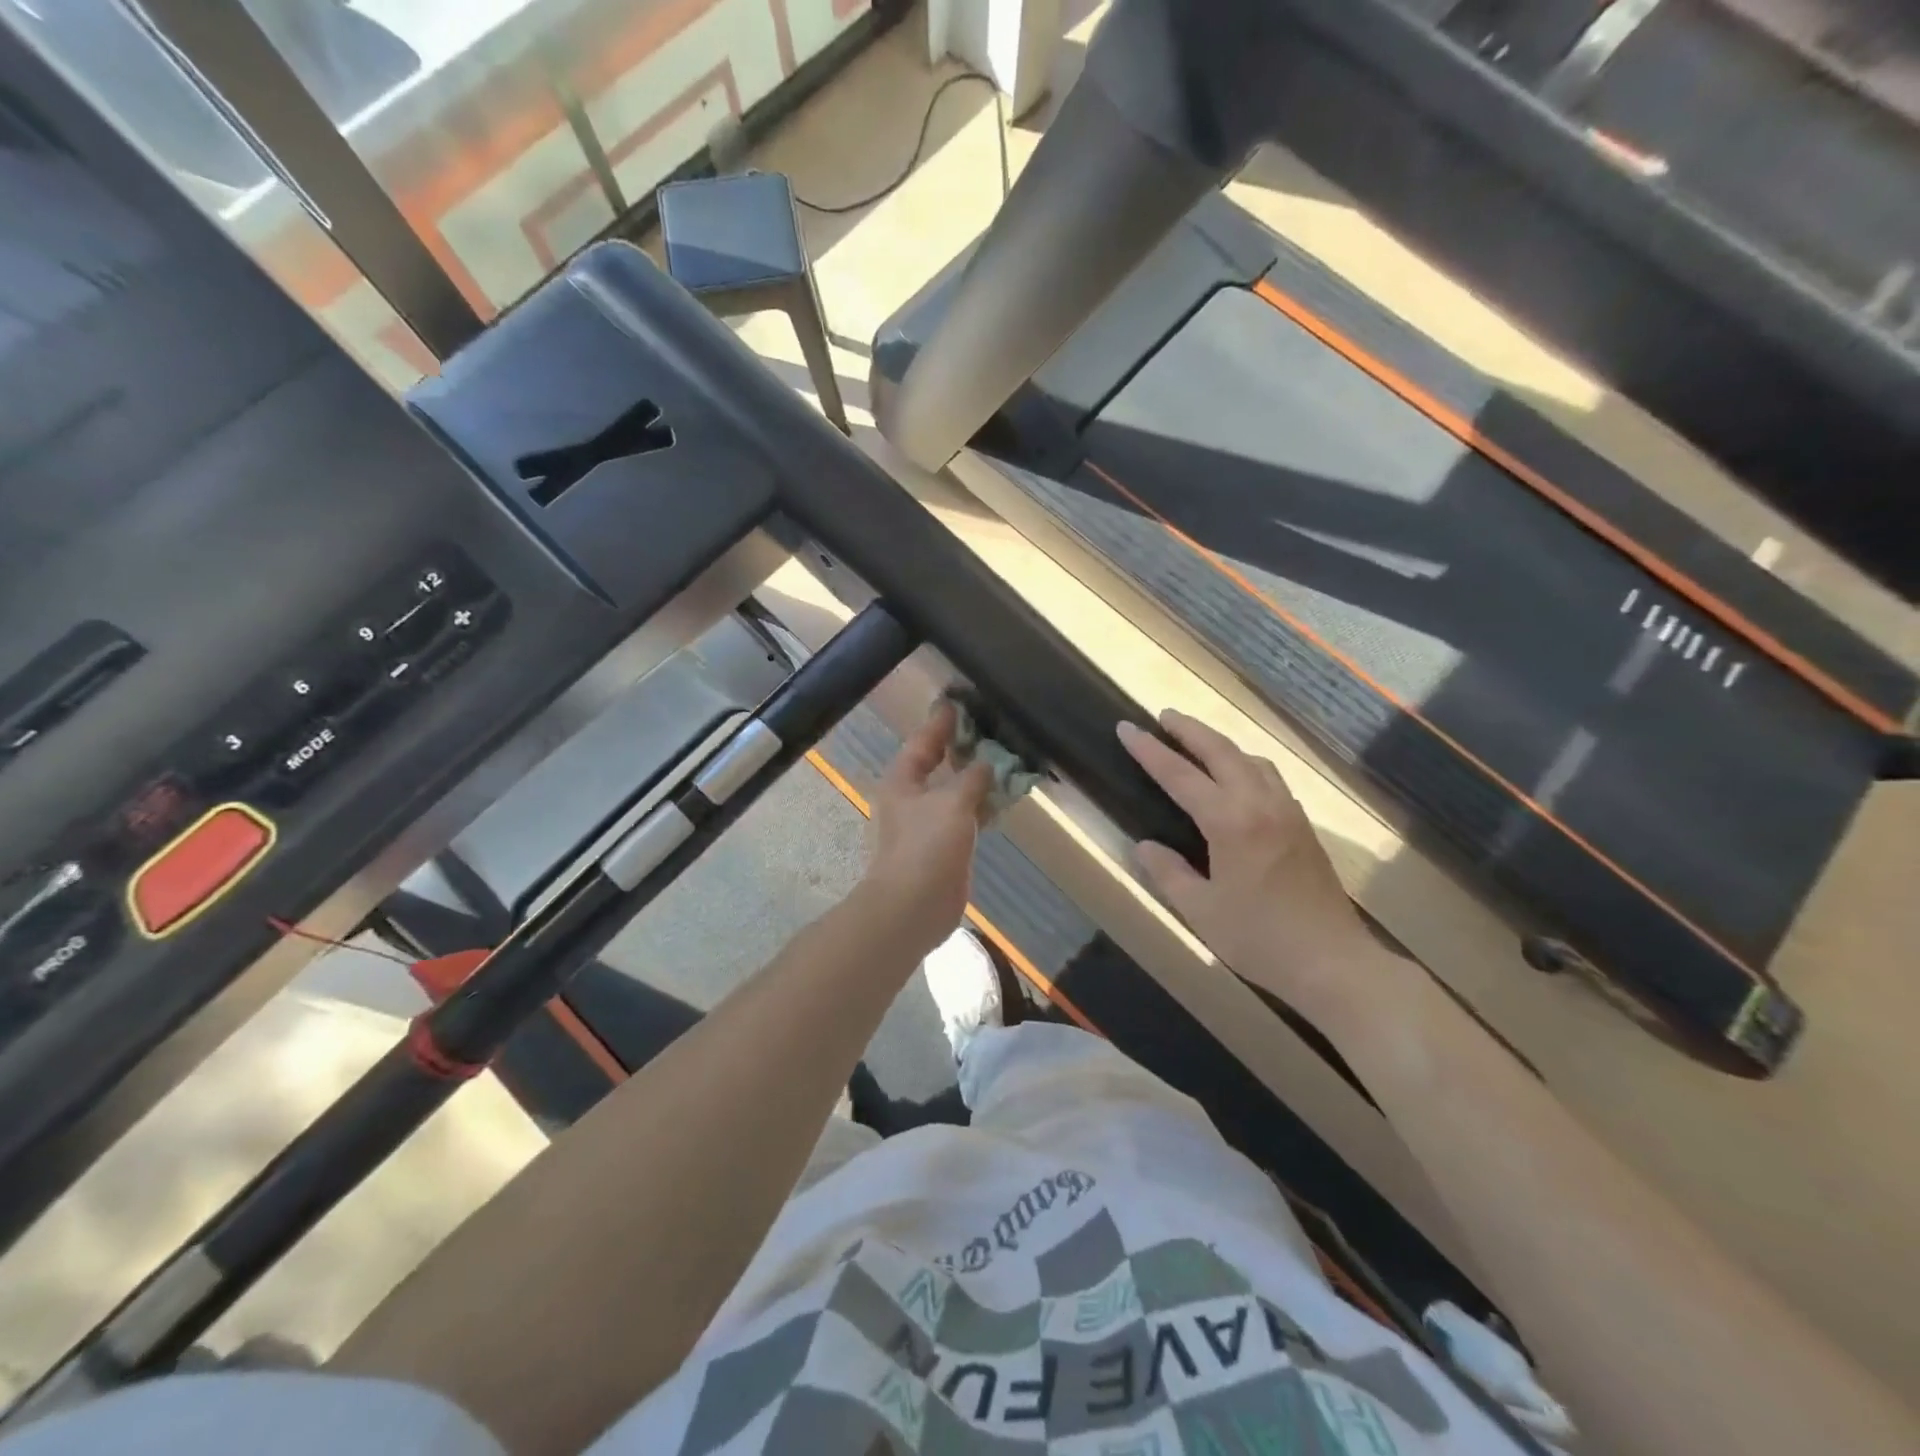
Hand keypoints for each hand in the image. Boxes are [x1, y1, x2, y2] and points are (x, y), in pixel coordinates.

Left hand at [858, 702, 993, 955]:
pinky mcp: (943, 847)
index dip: (942, 722)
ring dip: (977, 779)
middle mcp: (911, 798)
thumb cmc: (925, 847)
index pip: (923, 741)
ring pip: (955, 792)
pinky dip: (982, 806)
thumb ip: (972, 778)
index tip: (960, 702)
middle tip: (992, 729)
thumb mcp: (952, 803)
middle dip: (964, 749)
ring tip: (1006, 759)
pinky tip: (1004, 799)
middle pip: (939, 765)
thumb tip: (987, 763)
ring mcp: (927, 824)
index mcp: (902, 780)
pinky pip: (965, 817)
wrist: (912, 908)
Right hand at [1118, 709, 1372, 1014]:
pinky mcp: (1302, 826)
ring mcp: (1287, 812)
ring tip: (1197, 742)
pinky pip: (1269, 778)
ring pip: (1251, 760)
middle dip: (1189, 730)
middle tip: (1162, 717)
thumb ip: (1168, 873)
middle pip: (1221, 752)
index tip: (1126, 728)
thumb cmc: (1260, 939)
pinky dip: (1245, 764)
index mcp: (1230, 822)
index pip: (1180, 775)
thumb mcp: (1201, 911)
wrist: (1334, 962)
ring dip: (1220, 744)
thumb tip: (1146, 846)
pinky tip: (1237, 778)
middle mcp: (1260, 804)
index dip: (1150, 750)